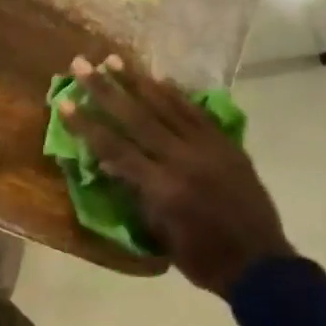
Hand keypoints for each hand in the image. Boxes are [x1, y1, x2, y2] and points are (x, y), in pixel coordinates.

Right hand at [60, 55, 291, 297]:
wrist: (260, 264)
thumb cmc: (202, 259)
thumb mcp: (160, 233)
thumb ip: (136, 194)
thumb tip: (111, 162)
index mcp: (163, 188)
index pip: (115, 148)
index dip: (88, 125)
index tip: (65, 102)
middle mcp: (183, 160)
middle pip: (137, 118)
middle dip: (105, 90)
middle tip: (82, 64)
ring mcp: (208, 148)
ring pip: (167, 107)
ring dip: (137, 82)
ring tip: (114, 60)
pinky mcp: (226, 144)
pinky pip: (196, 112)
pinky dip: (175, 95)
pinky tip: (159, 79)